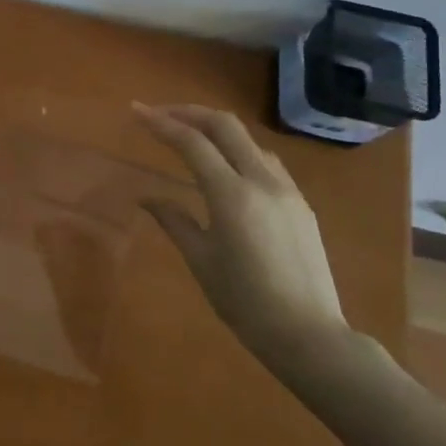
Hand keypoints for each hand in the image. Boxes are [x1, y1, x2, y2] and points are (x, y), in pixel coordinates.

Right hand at [134, 103, 348, 362]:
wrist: (309, 335)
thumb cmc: (245, 302)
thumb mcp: (201, 260)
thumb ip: (173, 220)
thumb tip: (146, 197)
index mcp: (232, 195)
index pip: (192, 142)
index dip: (161, 123)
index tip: (136, 111)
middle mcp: (262, 181)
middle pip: (225, 125)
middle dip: (189, 113)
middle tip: (160, 115)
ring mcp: (286, 190)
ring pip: (248, 140)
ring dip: (215, 129)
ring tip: (188, 136)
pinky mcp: (300, 203)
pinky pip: (265, 160)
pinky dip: (237, 150)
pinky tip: (224, 166)